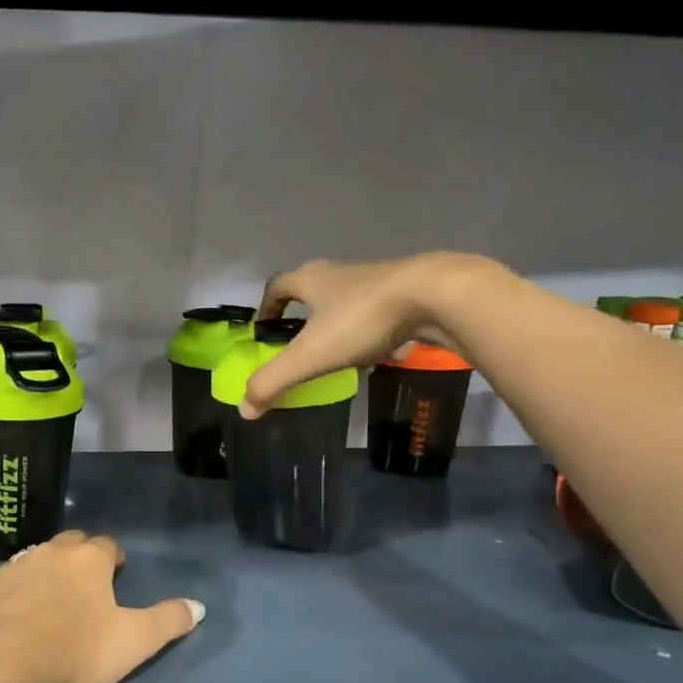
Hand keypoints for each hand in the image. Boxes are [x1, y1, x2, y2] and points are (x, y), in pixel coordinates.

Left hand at [0, 531, 203, 682]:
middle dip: (81, 556)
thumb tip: (199, 606)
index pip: (107, 545)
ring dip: (49, 570)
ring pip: (39, 557)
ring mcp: (17, 566)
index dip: (114, 558)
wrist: (1, 663)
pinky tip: (21, 610)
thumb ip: (168, 621)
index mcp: (89, 559)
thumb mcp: (134, 641)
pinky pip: (11, 579)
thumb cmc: (76, 649)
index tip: (117, 573)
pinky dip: (21, 588)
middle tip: (88, 582)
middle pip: (71, 543)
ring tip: (55, 596)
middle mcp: (52, 552)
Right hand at [241, 253, 490, 418]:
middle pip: (312, 291)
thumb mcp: (311, 355)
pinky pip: (381, 314)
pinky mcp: (408, 293)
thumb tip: (245, 409)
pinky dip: (374, 333)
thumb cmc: (362, 319)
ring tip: (339, 356)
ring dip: (339, 325)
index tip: (263, 329)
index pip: (277, 286)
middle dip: (303, 317)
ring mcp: (377, 281)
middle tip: (299, 345)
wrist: (437, 296)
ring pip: (348, 303)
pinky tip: (383, 354)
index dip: (266, 307)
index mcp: (312, 279)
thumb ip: (274, 381)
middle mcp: (341, 273)